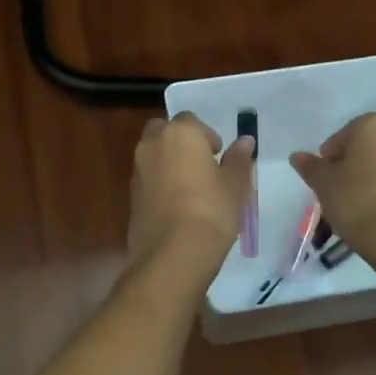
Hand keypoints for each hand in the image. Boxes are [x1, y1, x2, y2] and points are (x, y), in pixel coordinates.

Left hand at [128, 113, 253, 262]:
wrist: (172, 254)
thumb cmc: (211, 211)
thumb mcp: (235, 185)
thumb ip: (239, 159)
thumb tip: (245, 141)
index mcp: (180, 133)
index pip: (191, 120)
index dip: (206, 136)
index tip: (219, 157)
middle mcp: (153, 143)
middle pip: (164, 130)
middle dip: (180, 142)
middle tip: (201, 165)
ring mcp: (138, 168)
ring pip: (153, 153)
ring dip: (167, 161)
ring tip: (190, 188)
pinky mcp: (130, 194)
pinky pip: (147, 177)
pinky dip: (158, 182)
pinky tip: (176, 205)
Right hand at [290, 114, 375, 260]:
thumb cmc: (358, 201)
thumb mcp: (323, 183)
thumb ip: (310, 167)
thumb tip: (297, 156)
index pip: (342, 137)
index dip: (328, 159)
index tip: (323, 180)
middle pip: (365, 148)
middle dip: (350, 166)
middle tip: (336, 191)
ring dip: (368, 178)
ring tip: (355, 205)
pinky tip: (374, 213)